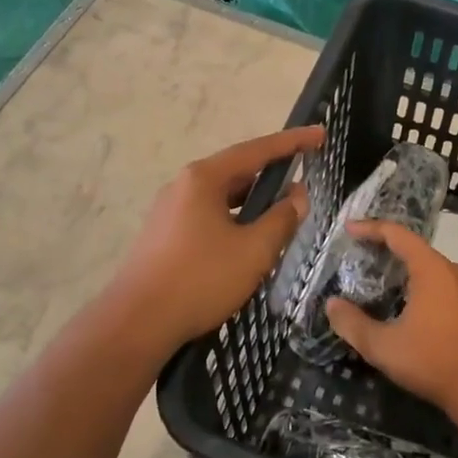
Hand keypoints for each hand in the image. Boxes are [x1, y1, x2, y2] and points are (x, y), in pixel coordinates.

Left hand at [111, 125, 323, 349]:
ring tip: (283, 210)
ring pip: (222, 196)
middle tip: (305, 175)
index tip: (320, 134)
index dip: (293, 142)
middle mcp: (183, 185)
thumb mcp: (253, 250)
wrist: (136, 323)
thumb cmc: (200, 279)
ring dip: (254, 200)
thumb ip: (281, 218)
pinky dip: (235, 217)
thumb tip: (298, 195)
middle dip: (273, 173)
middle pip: (237, 170)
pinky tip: (249, 238)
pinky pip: (209, 214)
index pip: (257, 150)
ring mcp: (170, 210)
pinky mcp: (165, 234)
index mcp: (204, 178)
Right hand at [324, 221, 457, 415]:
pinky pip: (446, 286)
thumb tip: (332, 305)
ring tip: (385, 281)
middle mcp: (455, 271)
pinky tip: (413, 306)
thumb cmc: (433, 362)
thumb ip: (353, 324)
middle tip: (364, 257)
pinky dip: (425, 287)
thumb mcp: (383, 347)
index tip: (349, 229)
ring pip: (434, 269)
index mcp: (432, 270)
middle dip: (389, 250)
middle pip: (417, 250)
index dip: (371, 228)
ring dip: (409, 271)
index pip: (398, 235)